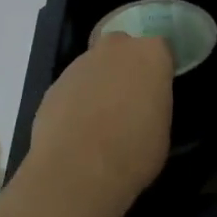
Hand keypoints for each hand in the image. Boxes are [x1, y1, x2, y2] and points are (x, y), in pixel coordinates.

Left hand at [25, 32, 173, 207]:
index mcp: (149, 54)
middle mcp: (115, 48)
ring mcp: (80, 63)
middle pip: (122, 47)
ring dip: (99, 83)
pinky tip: (78, 129)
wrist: (76, 169)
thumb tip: (143, 106)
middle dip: (125, 66)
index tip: (158, 88)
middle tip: (129, 98)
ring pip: (95, 65)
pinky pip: (73, 87)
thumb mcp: (162, 129)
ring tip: (101, 121)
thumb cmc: (133, 151)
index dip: (158, 67)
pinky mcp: (54, 84)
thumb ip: (154, 103)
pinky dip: (77, 100)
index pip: (160, 47)